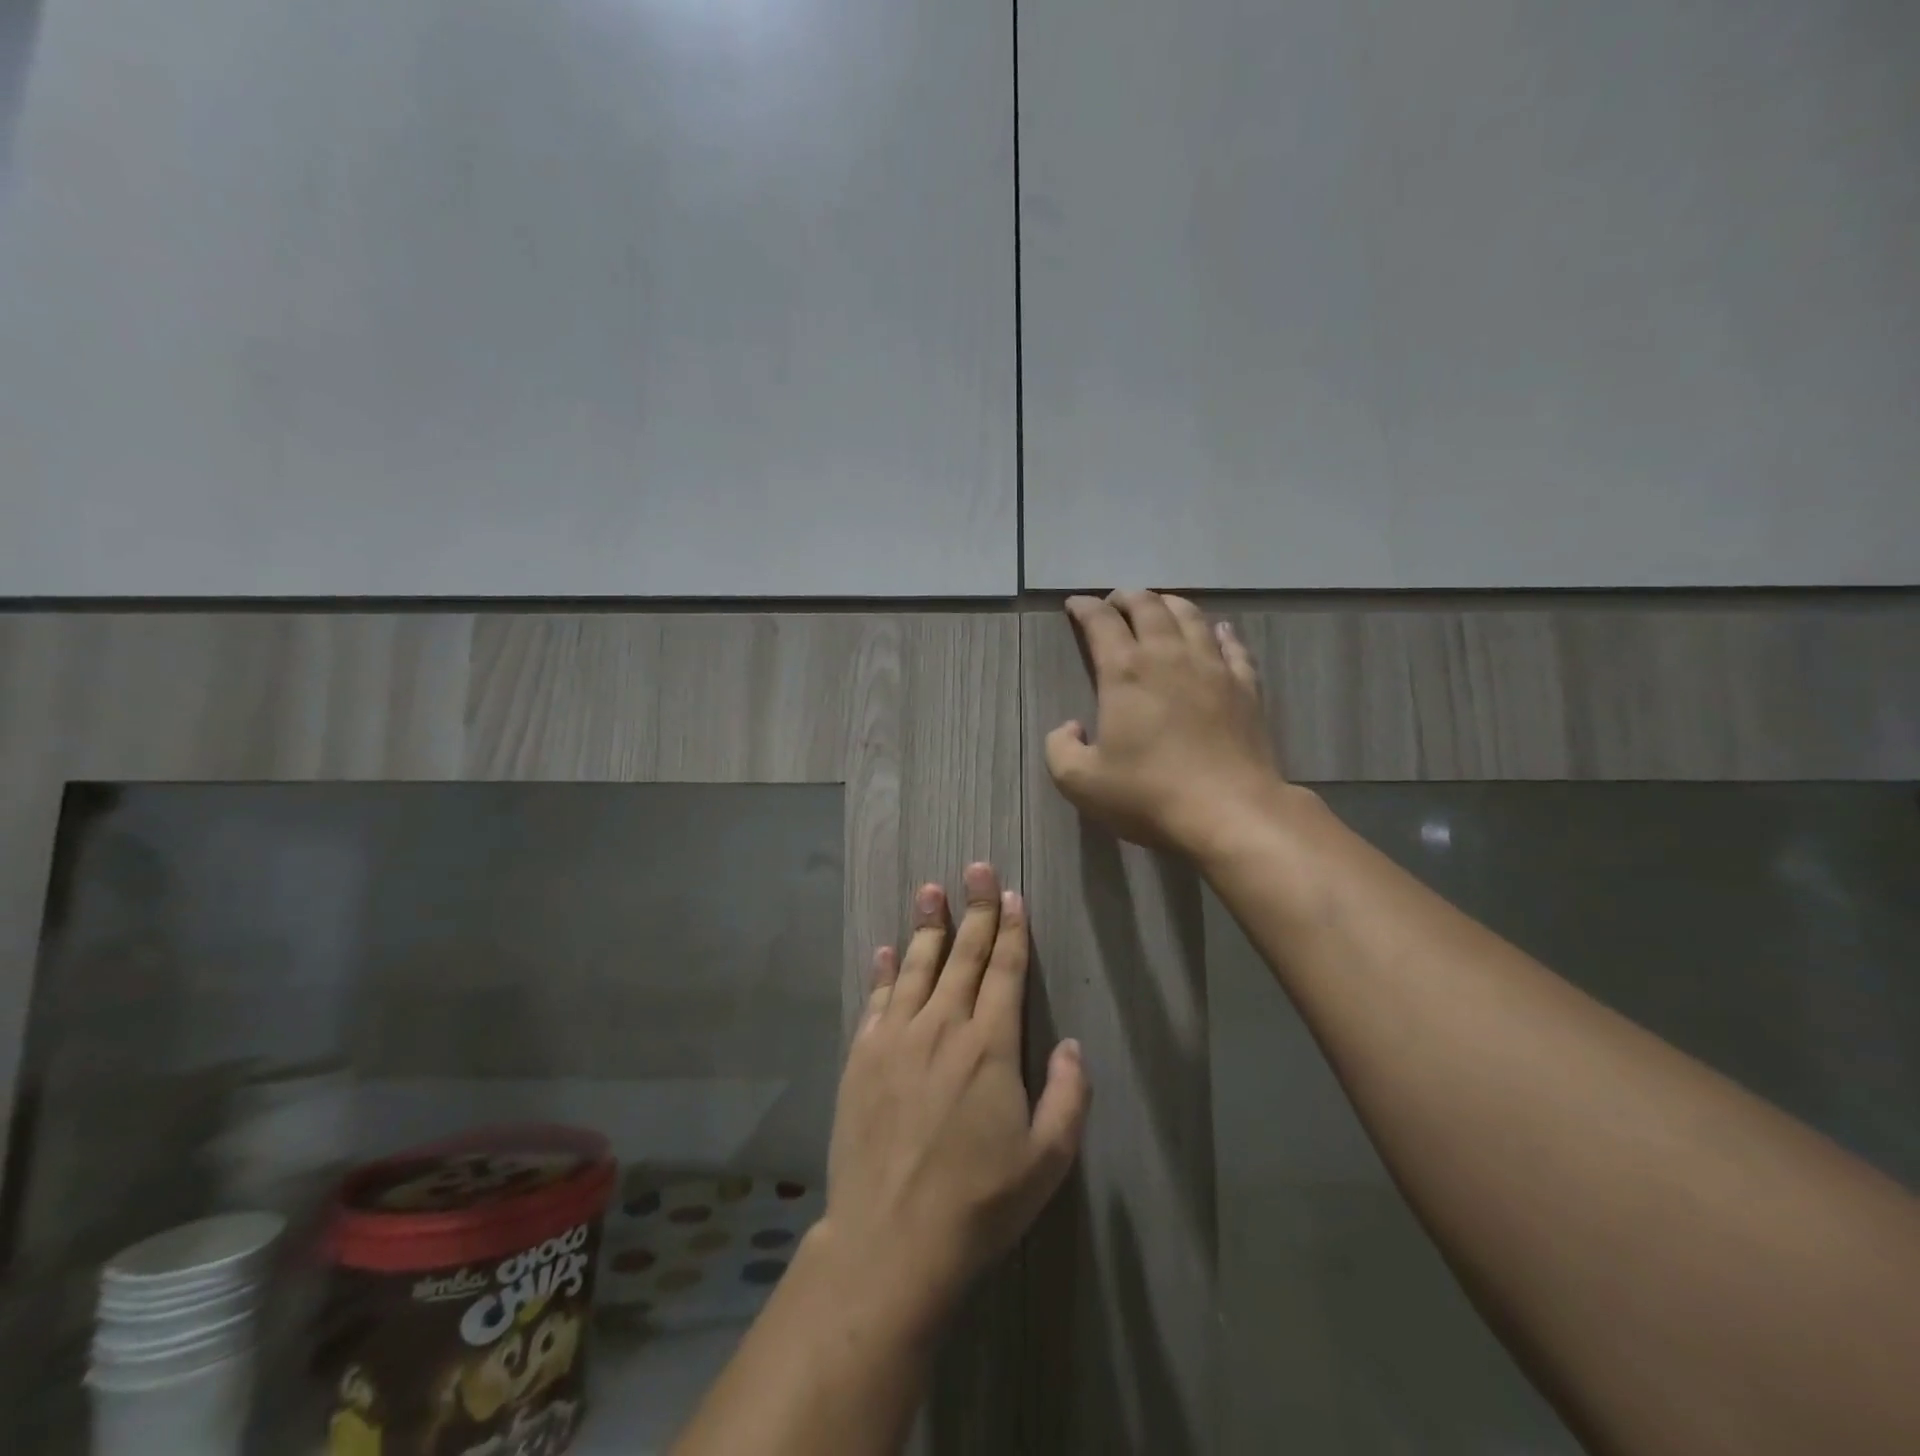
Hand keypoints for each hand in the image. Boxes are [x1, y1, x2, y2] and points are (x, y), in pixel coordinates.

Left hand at [819, 864, 1089, 1333]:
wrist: (892, 1239)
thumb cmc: (979, 1202)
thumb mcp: (1047, 1160)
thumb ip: (1068, 1097)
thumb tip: (1073, 1045)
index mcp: (990, 1045)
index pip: (1006, 971)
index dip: (1011, 929)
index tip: (1010, 895)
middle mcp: (943, 1026)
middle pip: (964, 955)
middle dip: (974, 909)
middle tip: (975, 867)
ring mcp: (897, 1037)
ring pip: (917, 966)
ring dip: (927, 925)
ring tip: (931, 889)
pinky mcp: (862, 1055)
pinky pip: (876, 999)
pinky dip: (884, 970)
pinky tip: (886, 949)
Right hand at [1046, 591, 1282, 855]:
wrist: (1230, 811)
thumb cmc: (1149, 794)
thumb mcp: (1080, 782)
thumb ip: (1060, 749)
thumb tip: (1070, 728)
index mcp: (1125, 672)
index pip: (1101, 623)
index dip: (1085, 608)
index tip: (1075, 604)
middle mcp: (1168, 657)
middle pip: (1148, 607)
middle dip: (1127, 597)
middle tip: (1115, 601)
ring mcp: (1213, 668)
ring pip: (1191, 617)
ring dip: (1170, 604)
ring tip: (1160, 605)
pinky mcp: (1245, 687)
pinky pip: (1233, 646)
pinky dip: (1221, 632)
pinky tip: (1218, 630)